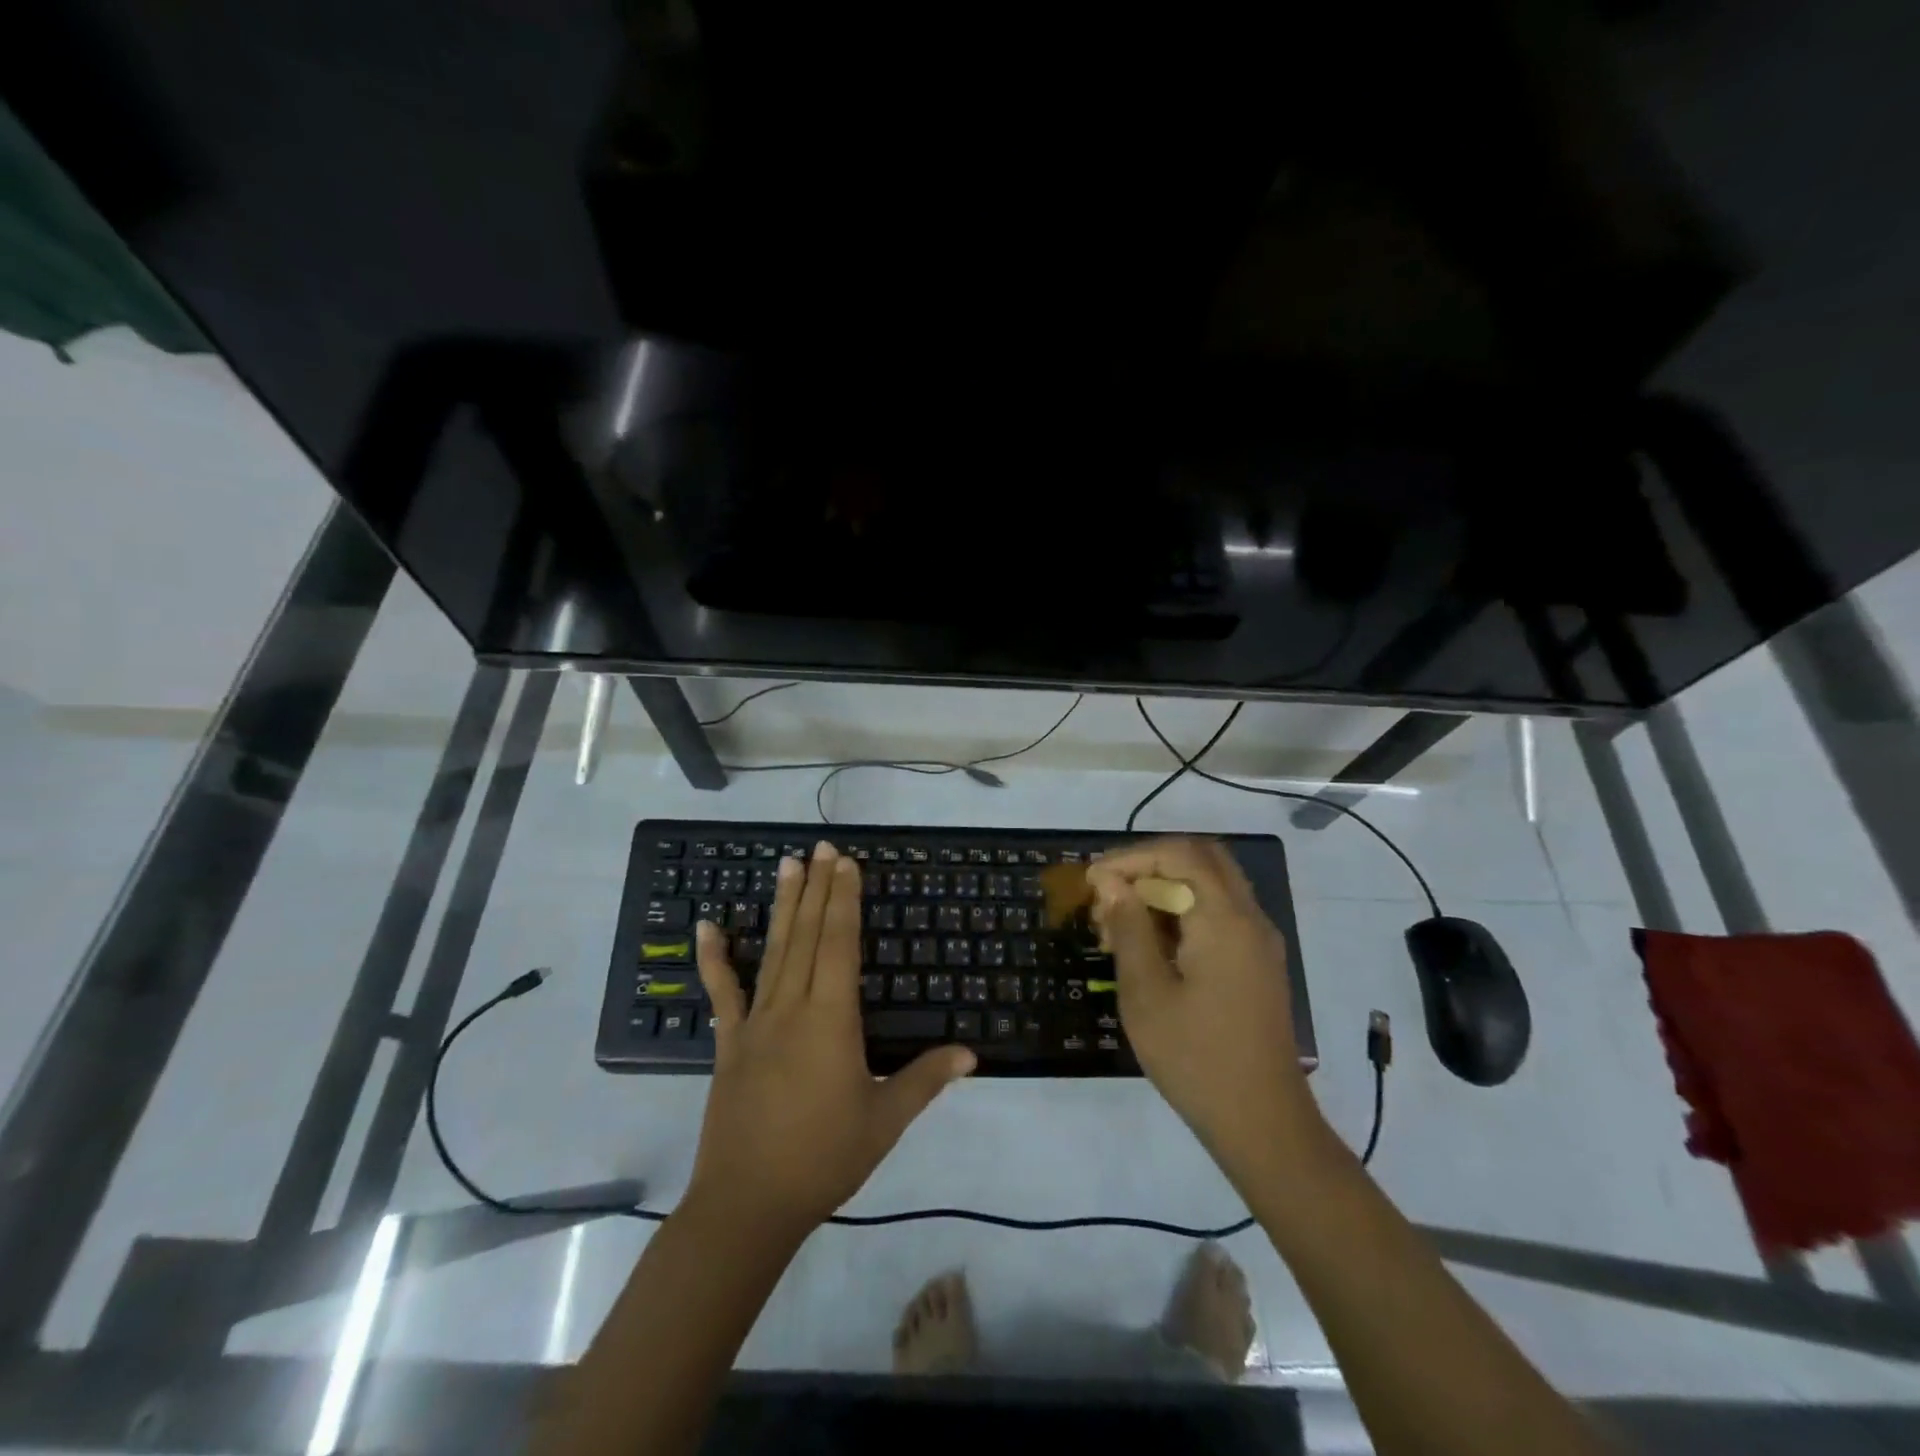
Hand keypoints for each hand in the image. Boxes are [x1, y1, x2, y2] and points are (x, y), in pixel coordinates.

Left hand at [689, 843, 975, 1239]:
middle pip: (808, 935)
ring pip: (773, 951)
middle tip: (822, 847)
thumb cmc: (824, 1159)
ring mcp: (756, 1022)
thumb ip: (926, 1079)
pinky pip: (723, 992)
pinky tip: (708, 926)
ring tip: (787, 865)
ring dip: (783, 906)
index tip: (846, 863)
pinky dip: (714, 958)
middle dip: (819, 888)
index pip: (840, 944)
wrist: (747, 1205)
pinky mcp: (729, 1043)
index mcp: (832, 1020)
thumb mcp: (885, 1120)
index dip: (844, 900)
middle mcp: (793, 1007)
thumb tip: (972, 1053)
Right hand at [1087, 837, 1322, 1180]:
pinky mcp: (1257, 963)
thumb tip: (1112, 884)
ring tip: (1121, 925)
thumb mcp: (1147, 993)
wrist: (1262, 1123)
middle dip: (1150, 866)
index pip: (1179, 854)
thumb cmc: (1196, 1058)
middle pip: (1201, 859)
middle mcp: (1249, 918)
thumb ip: (1129, 928)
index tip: (1094, 882)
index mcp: (1225, 919)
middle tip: (1111, 894)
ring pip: (1210, 885)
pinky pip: (1218, 914)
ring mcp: (1258, 941)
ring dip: (1164, 889)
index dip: (1131, 857)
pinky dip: (1183, 912)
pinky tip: (1150, 946)